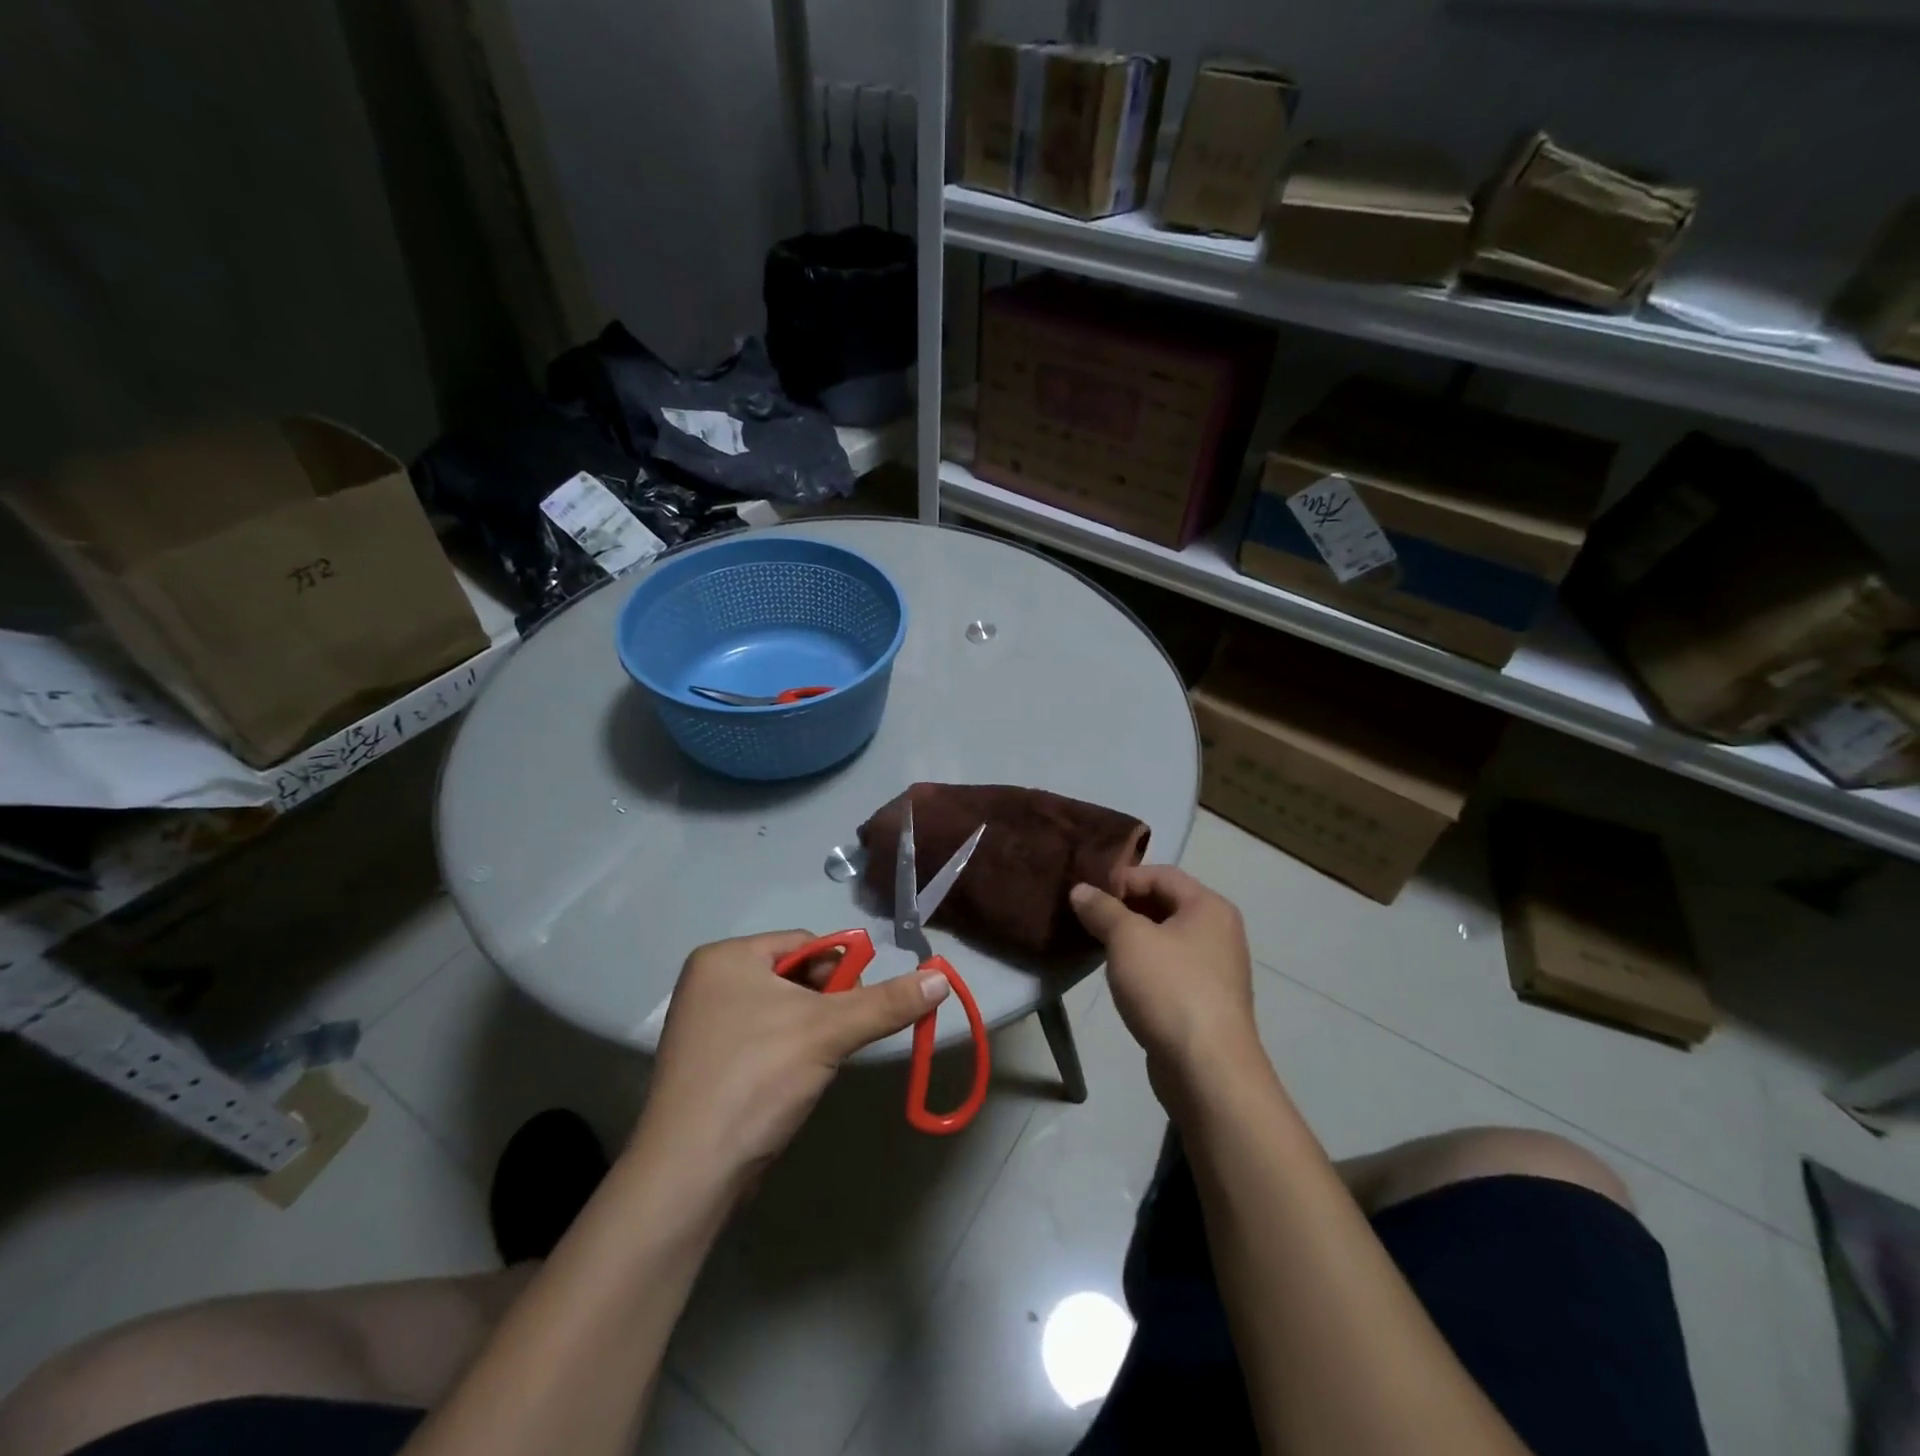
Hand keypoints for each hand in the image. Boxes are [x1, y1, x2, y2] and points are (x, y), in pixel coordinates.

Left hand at [639, 932, 949, 1183]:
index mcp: (726, 957)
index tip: (860, 1006)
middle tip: (842, 1036)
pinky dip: (788, 1052)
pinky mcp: (708, 1064)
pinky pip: (763, 1037)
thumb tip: (942, 977)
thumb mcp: (829, 1032)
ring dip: (812, 1030)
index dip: (842, 970)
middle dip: (827, 1003)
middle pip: (795, 975)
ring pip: (782, 1009)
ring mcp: (704, 1025)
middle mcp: (710, 982)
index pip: (805, 943)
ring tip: (818, 1061)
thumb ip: (888, 1002)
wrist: (690, 1175)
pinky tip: (794, 1080)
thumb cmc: (756, 1079)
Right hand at [1070, 867, 1262, 1085]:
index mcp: (1209, 907)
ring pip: (1165, 939)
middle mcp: (1219, 932)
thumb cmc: (1169, 988)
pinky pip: (1169, 969)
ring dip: (1131, 939)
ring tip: (1096, 946)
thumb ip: (1102, 909)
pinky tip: (1120, 979)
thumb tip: (1081, 890)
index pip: (1161, 874)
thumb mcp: (1128, 939)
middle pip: (1165, 904)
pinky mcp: (1206, 1001)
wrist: (1207, 1069)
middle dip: (1124, 908)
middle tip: (1087, 918)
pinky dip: (1144, 966)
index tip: (1088, 895)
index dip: (1122, 878)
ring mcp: (1216, 969)